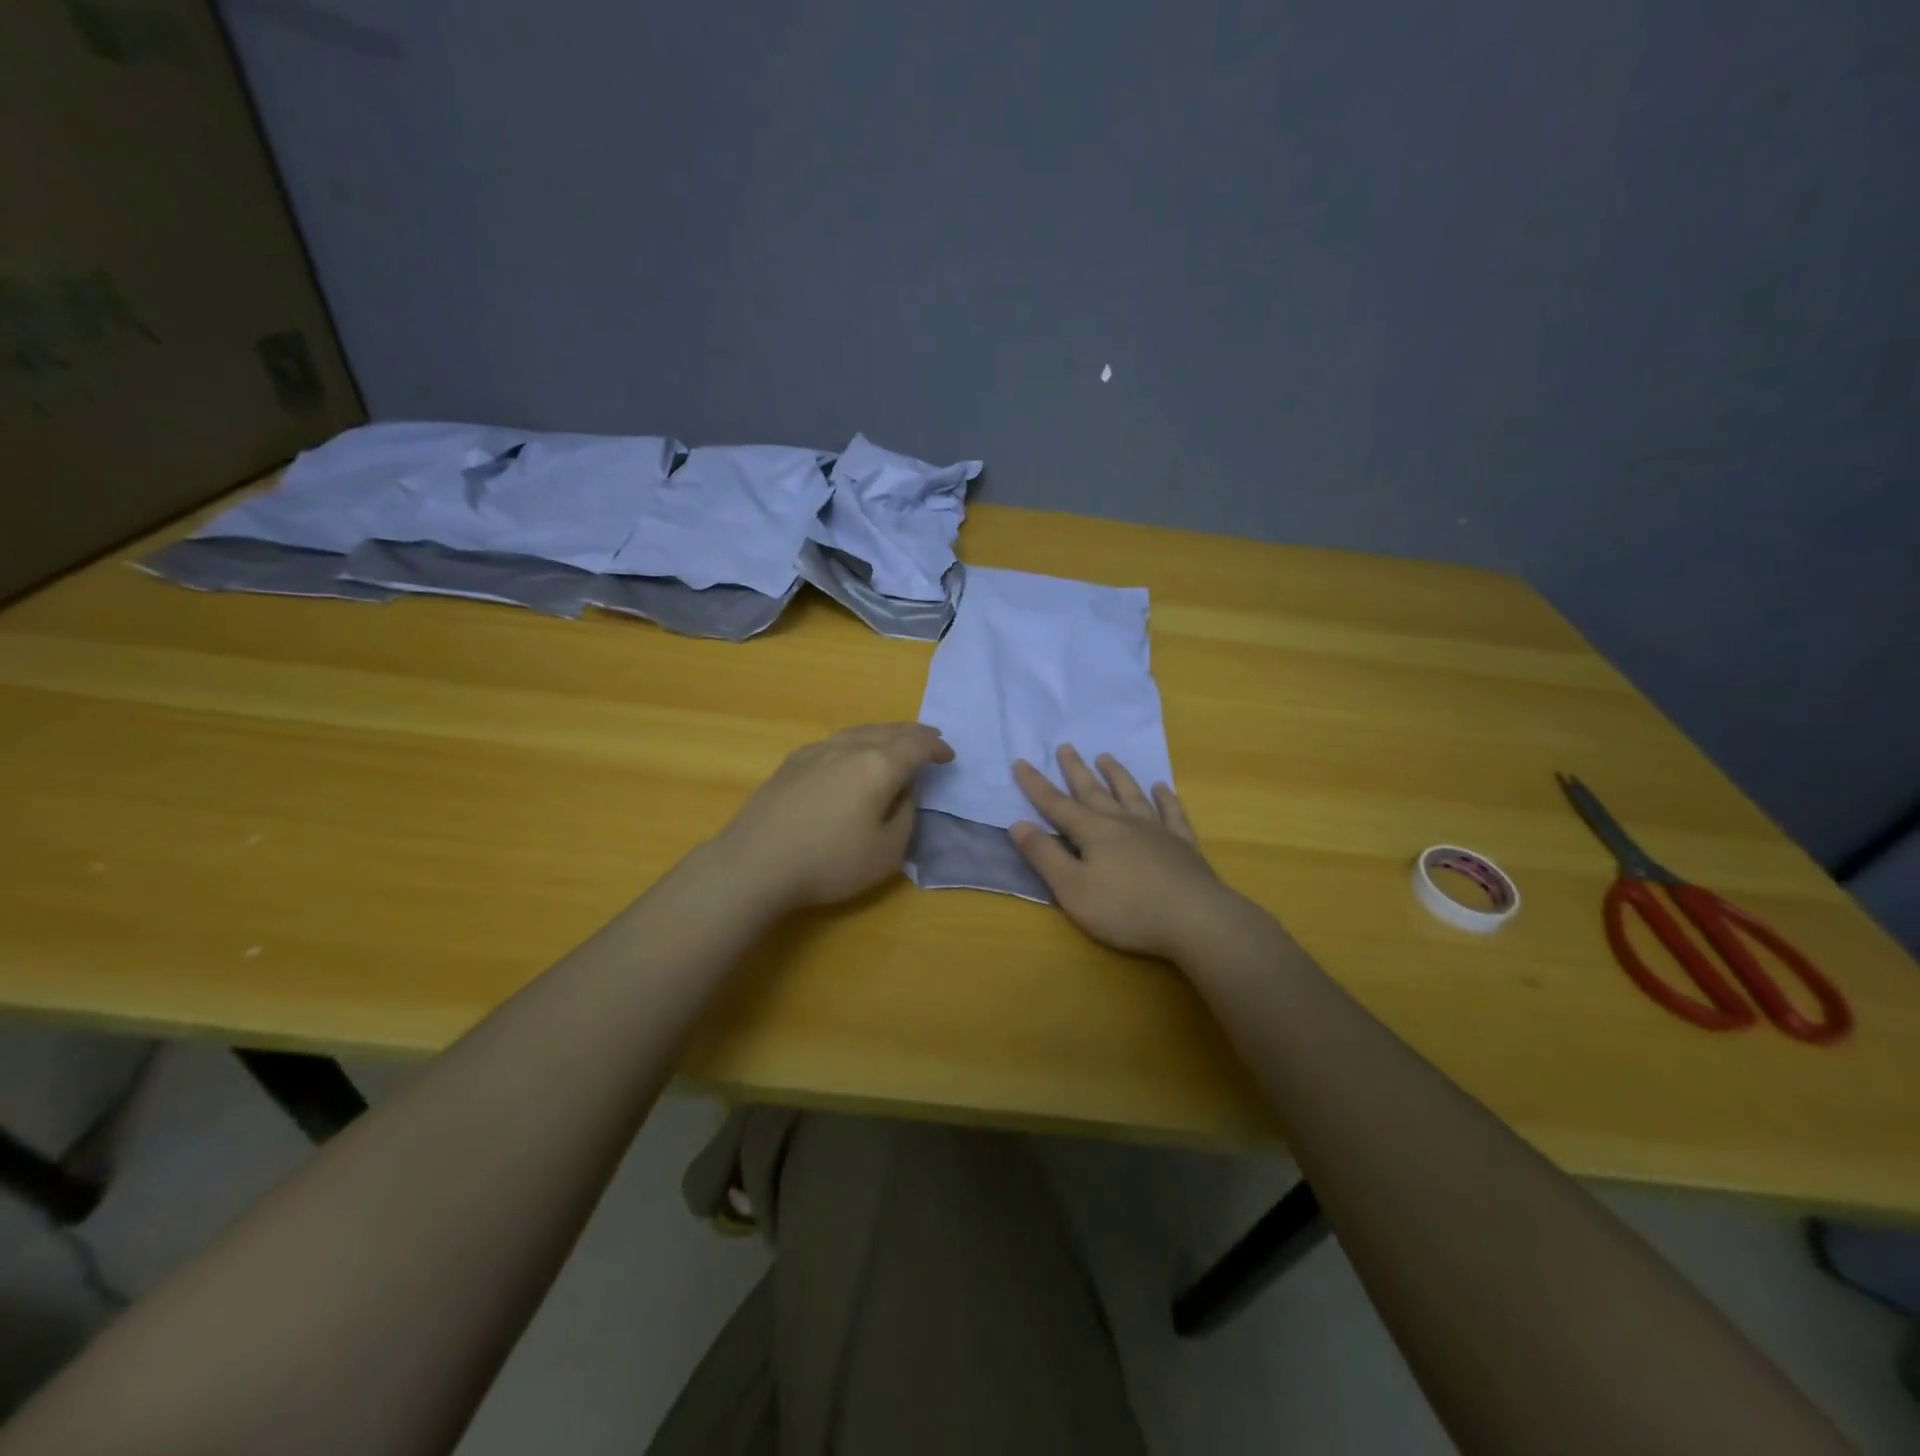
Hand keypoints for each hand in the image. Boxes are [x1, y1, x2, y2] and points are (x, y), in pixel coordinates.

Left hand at [714, 723, 953, 911]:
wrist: (755, 862)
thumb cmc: (829, 862)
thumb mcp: (887, 852)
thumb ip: (905, 816)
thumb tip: (903, 792)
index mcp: (879, 766)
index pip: (917, 746)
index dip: (936, 749)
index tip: (949, 756)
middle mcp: (850, 748)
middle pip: (889, 731)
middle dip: (914, 734)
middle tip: (929, 739)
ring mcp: (817, 750)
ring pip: (860, 731)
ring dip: (885, 733)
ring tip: (895, 741)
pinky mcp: (793, 762)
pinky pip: (837, 740)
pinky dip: (857, 741)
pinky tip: (852, 753)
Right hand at [1011, 746, 1234, 959]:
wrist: (1195, 919)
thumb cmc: (1126, 909)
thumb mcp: (1072, 888)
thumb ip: (1044, 855)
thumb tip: (1018, 824)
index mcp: (1093, 832)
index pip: (1056, 805)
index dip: (1036, 785)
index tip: (1021, 762)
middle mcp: (1123, 822)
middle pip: (1094, 791)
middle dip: (1076, 770)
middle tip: (1066, 746)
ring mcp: (1156, 831)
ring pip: (1131, 794)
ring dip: (1117, 775)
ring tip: (1106, 757)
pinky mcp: (1183, 845)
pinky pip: (1171, 813)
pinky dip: (1165, 799)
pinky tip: (1162, 788)